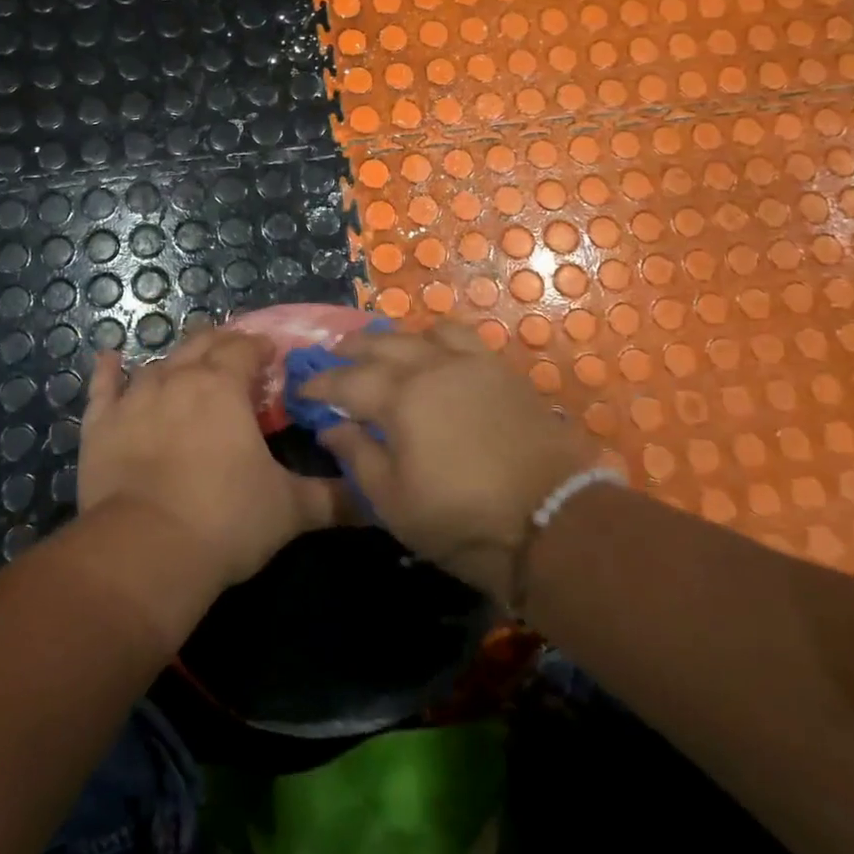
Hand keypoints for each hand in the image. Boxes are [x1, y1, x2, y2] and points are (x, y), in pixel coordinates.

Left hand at [79, 328, 342, 588]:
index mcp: (224, 387)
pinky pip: (103, 387)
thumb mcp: (290, 510)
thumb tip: (377, 500)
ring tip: (189, 362)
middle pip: (202, 344)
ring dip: (177, 359)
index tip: (271, 358)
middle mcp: (179, 378)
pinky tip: (109, 356)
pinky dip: (108, 370)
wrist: (146, 551)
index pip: (246, 348)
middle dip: (222, 344)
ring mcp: (135, 398)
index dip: (260, 348)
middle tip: (235, 357)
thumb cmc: (225, 520)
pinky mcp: (101, 424)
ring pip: (159, 362)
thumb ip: (335, 499)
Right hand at [300, 321, 600, 599]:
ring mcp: (469, 364)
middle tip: (334, 357)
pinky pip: (461, 336)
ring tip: (382, 349)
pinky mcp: (500, 370)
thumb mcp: (393, 501)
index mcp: (398, 399)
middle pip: (379, 345)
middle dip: (350, 350)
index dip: (319, 383)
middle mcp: (429, 368)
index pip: (345, 380)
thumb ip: (356, 455)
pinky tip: (434, 349)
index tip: (301, 388)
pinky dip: (436, 336)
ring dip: (392, 338)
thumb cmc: (462, 520)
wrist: (552, 520)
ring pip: (419, 332)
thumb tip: (330, 424)